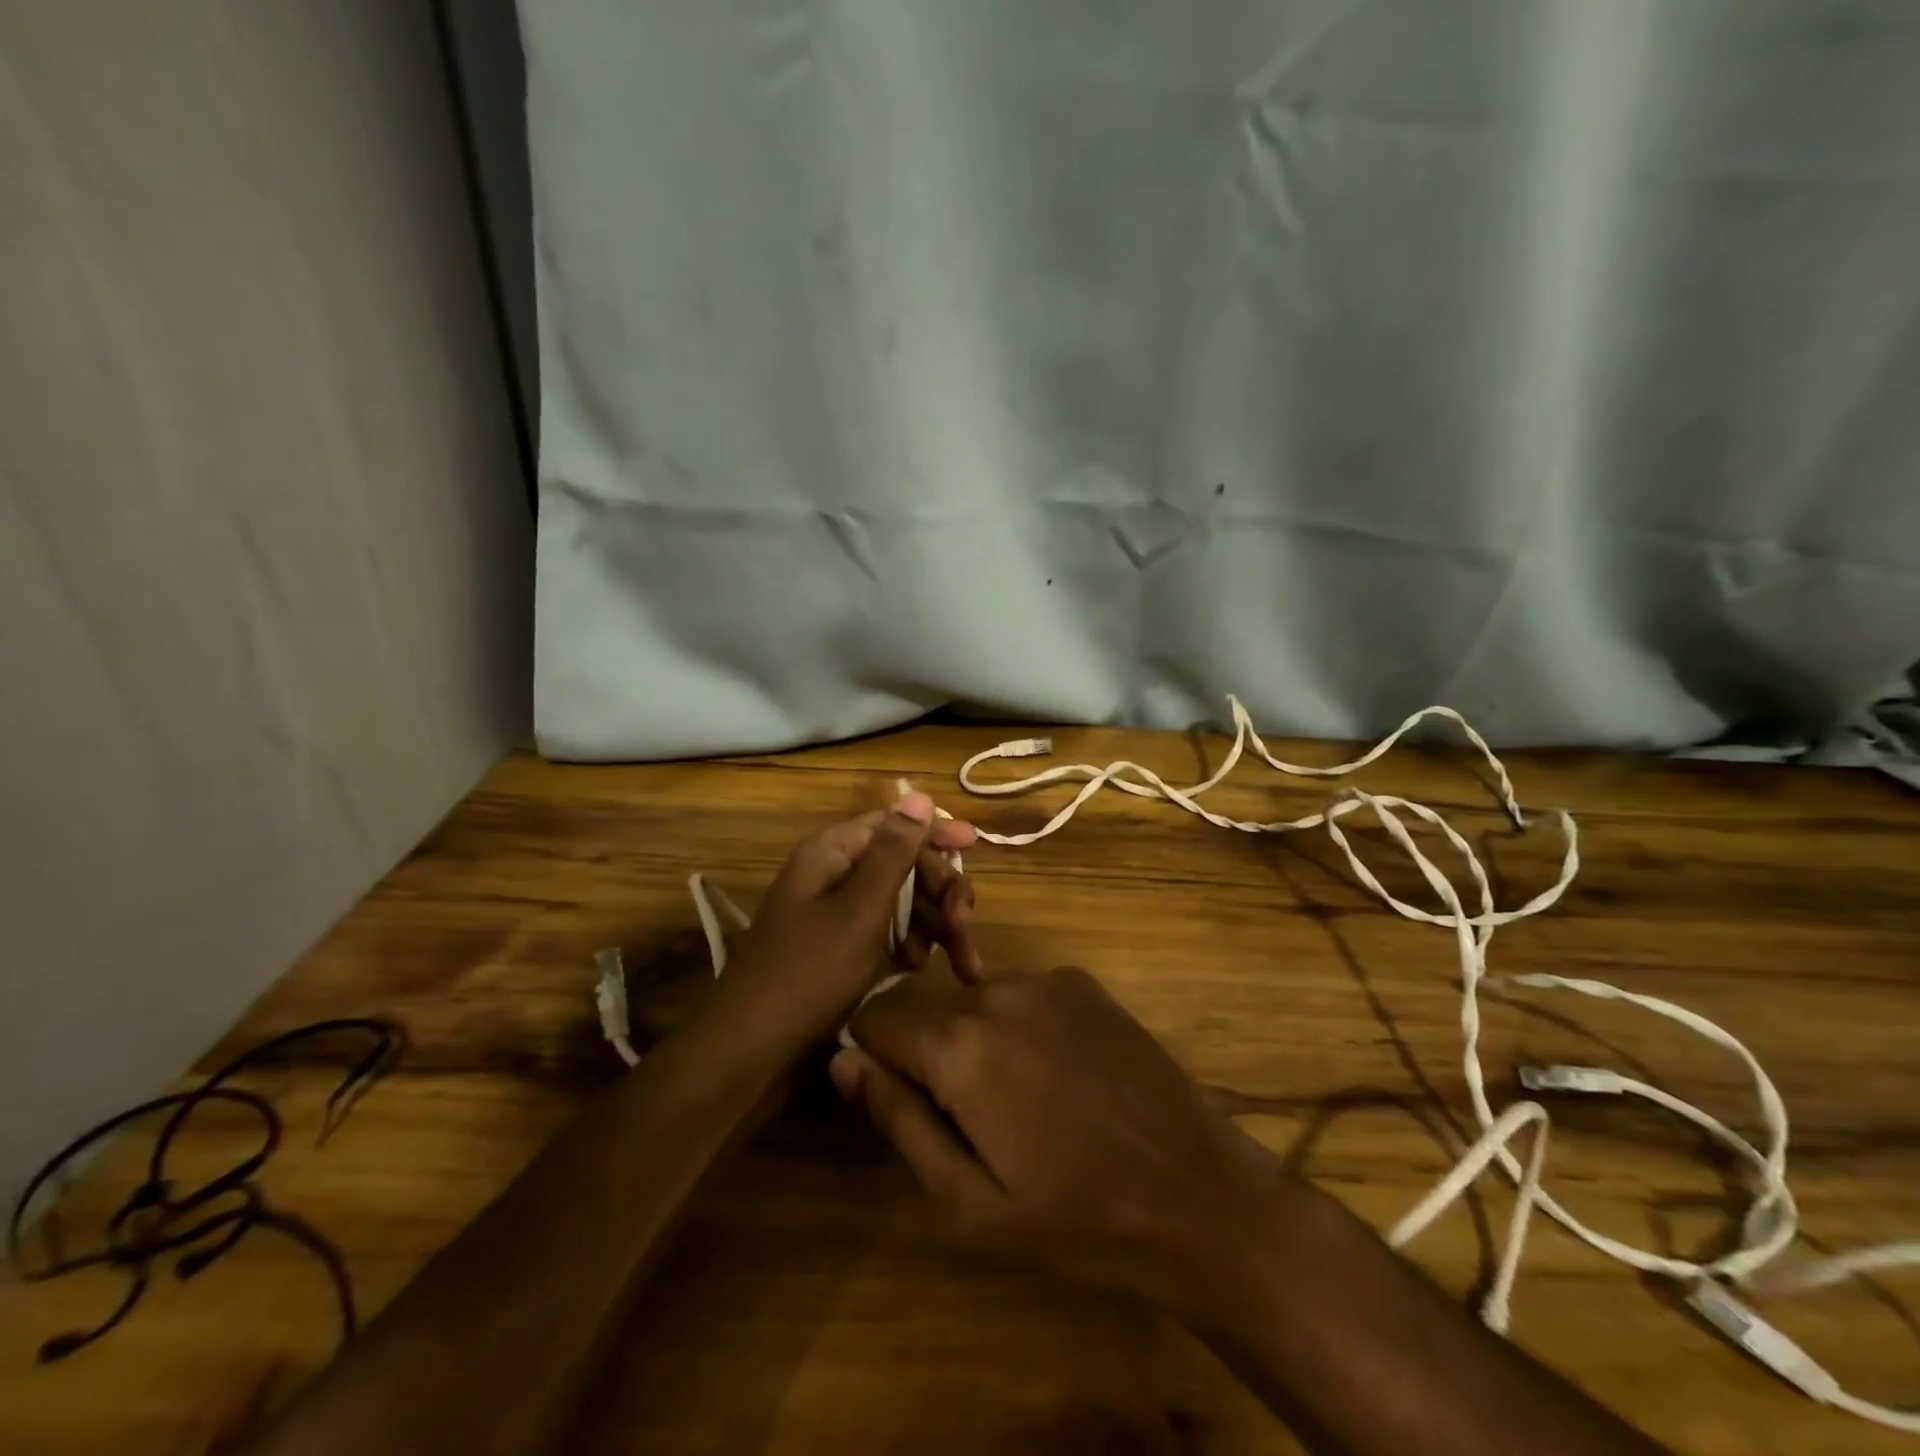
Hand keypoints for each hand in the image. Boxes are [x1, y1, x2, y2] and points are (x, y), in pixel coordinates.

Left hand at [713, 792, 979, 1047]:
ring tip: (958, 963)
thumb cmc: (807, 974)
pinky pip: (890, 933)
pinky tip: (917, 970)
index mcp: (833, 854)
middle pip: (905, 864)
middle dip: (942, 892)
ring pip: (904, 902)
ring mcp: (840, 915)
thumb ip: (894, 854)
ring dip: (935, 925)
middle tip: (964, 927)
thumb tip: (920, 796)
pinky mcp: (845, 950)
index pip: (893, 823)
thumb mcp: (859, 910)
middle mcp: (836, 876)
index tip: (976, 844)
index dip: (934, 831)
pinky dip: (910, 947)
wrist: (752, 1054)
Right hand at [832, 965, 1294, 1312]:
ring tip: (1024, 1104)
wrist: (1198, 1195)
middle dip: (930, 1055)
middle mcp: (998, 992)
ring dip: (979, 1041)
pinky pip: (1025, 997)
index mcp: (961, 1045)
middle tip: (971, 1120)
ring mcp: (1047, 980)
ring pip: (977, 1002)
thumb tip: (844, 1062)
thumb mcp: (970, 1202)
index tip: (896, 1097)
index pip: (875, 1016)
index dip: (872, 1056)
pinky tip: (1062, 1077)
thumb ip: (898, 1121)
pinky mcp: (1085, 983)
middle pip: (929, 1010)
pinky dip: (1023, 1028)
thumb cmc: (1076, 1218)